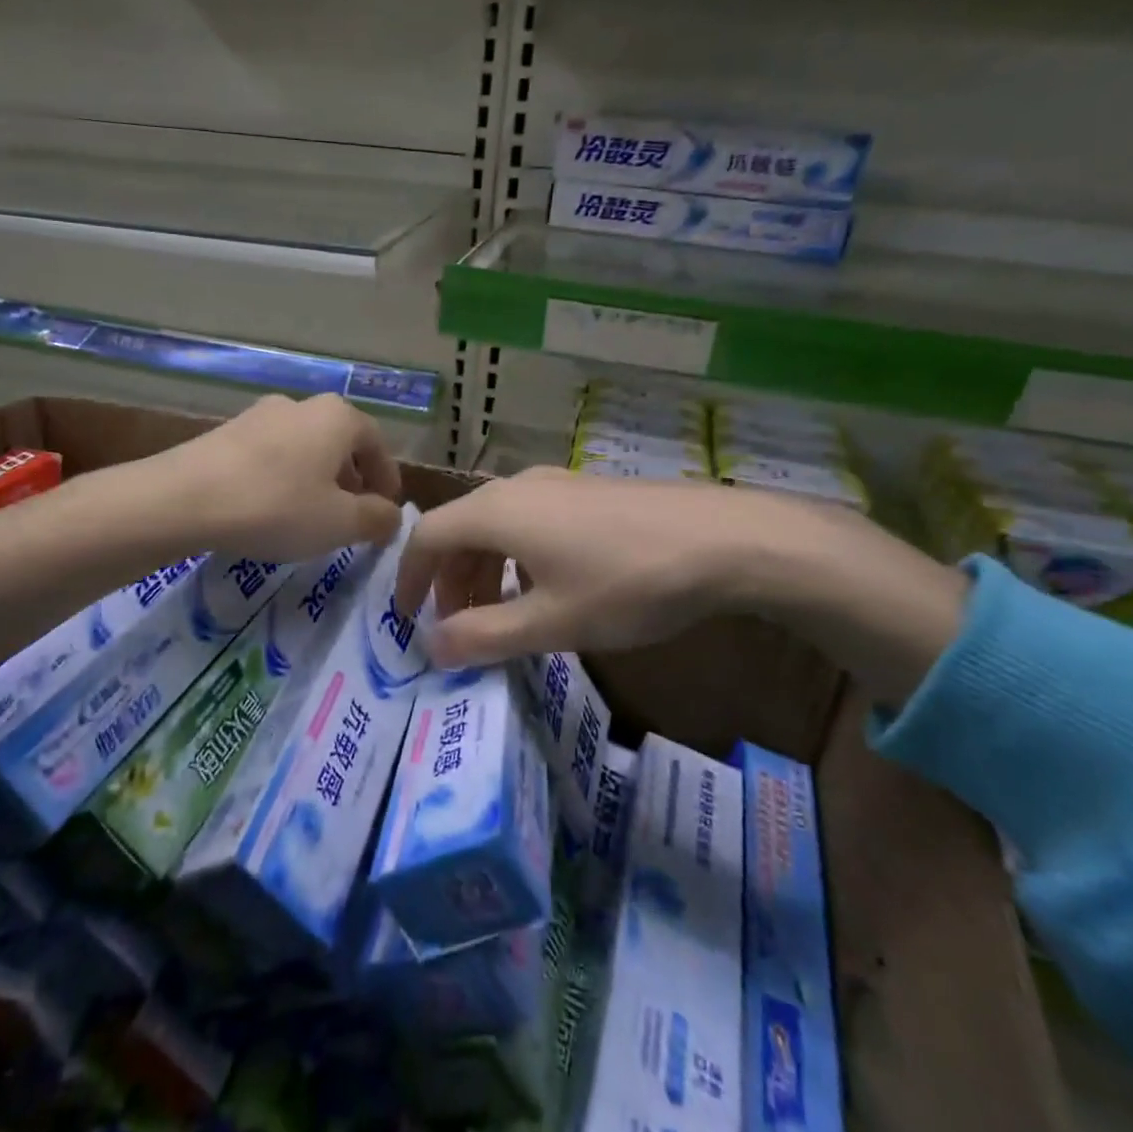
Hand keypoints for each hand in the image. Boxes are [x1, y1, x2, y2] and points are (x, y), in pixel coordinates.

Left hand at [151, 393, 402, 562]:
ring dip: (316, 479)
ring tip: (311, 515)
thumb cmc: (276, 507)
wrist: (182, 499)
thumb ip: (377, 519)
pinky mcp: (226, 433)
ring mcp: (259, 415)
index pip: (376, 444)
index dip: (387, 479)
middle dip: (351, 480)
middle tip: (352, 515)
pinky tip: (271, 509)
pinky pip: (272, 455)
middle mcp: (301, 405)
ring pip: (304, 448)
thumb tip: (391, 515)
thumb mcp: (340, 523)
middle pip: (339, 443)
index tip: (386, 509)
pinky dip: (284, 478)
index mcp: (337, 417)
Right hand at [395, 467, 770, 667]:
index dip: (408, 578)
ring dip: (484, 571)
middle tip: (457, 628)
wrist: (725, 539)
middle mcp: (517, 487)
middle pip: (460, 530)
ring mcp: (556, 483)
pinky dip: (516, 557)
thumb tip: (430, 648)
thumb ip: (483, 636)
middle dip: (449, 581)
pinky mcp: (587, 491)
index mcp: (496, 512)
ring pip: (497, 526)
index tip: (407, 620)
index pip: (427, 536)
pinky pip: (529, 521)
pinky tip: (546, 589)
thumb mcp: (550, 622)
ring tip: (500, 615)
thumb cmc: (626, 582)